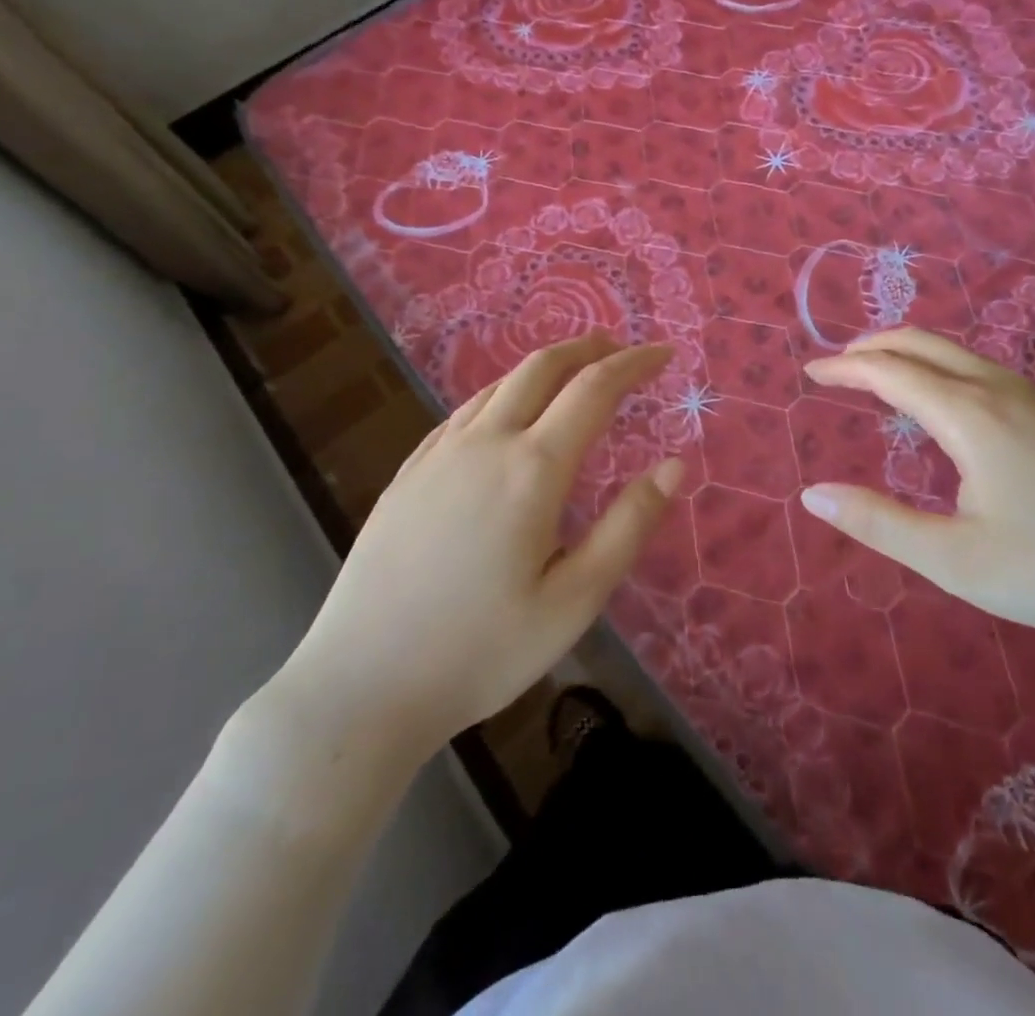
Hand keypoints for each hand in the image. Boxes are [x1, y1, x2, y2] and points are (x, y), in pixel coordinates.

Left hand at [272, 332, 681, 760]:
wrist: (360, 686)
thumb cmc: (481, 650)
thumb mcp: (575, 600)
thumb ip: (629, 526)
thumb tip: (675, 465)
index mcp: (532, 468)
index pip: (594, 389)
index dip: (634, 364)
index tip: (664, 354)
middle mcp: (484, 443)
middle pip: (541, 368)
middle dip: (587, 348)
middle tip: (620, 349)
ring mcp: (438, 455)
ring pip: (498, 385)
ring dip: (544, 367)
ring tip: (572, 374)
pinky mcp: (407, 475)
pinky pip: (464, 413)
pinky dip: (501, 395)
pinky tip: (504, 416)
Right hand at [800, 328, 1034, 646]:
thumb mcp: (956, 560)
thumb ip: (879, 524)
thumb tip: (813, 494)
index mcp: (970, 416)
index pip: (890, 373)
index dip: (845, 368)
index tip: (811, 371)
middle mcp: (1002, 391)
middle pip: (925, 344)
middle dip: (875, 346)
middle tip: (840, 363)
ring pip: (962, 355)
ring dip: (914, 355)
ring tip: (887, 378)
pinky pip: (990, 374)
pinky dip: (948, 371)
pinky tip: (955, 408)